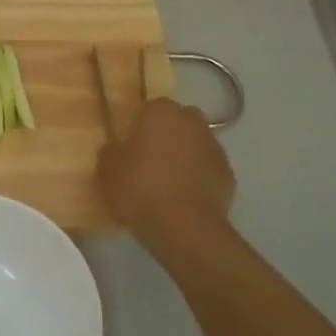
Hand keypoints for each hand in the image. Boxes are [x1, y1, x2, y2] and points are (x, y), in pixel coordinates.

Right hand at [97, 98, 234, 251]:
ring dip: (185, 156)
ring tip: (167, 183)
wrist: (184, 226)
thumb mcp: (107, 171)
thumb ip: (111, 152)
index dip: (140, 127)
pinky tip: (185, 198)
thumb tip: (116, 148)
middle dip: (167, 136)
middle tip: (150, 161)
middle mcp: (191, 121)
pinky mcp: (228, 173)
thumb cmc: (139, 190)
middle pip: (178, 122)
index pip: (150, 108)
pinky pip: (208, 168)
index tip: (131, 146)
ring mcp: (214, 146)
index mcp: (160, 112)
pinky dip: (199, 177)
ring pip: (195, 144)